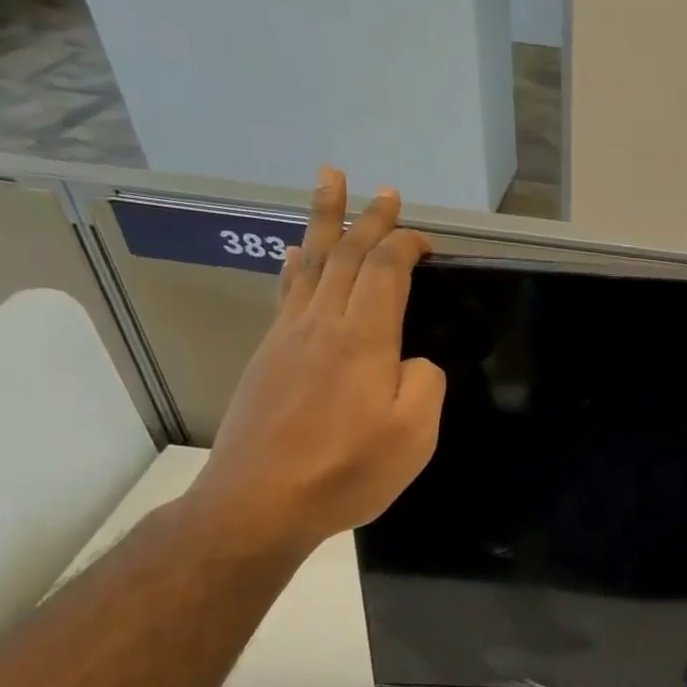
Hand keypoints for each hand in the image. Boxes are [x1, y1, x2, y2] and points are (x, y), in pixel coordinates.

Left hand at [186, 168, 445, 558]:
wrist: (260, 502)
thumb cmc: (346, 472)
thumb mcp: (414, 437)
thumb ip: (425, 385)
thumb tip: (414, 362)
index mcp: (364, 339)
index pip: (386, 271)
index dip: (406, 245)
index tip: (426, 239)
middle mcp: (322, 324)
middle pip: (347, 255)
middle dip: (368, 218)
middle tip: (382, 189)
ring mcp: (288, 337)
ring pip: (311, 263)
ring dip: (325, 222)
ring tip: (329, 184)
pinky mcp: (268, 356)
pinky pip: (286, 292)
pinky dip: (297, 263)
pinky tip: (296, 255)